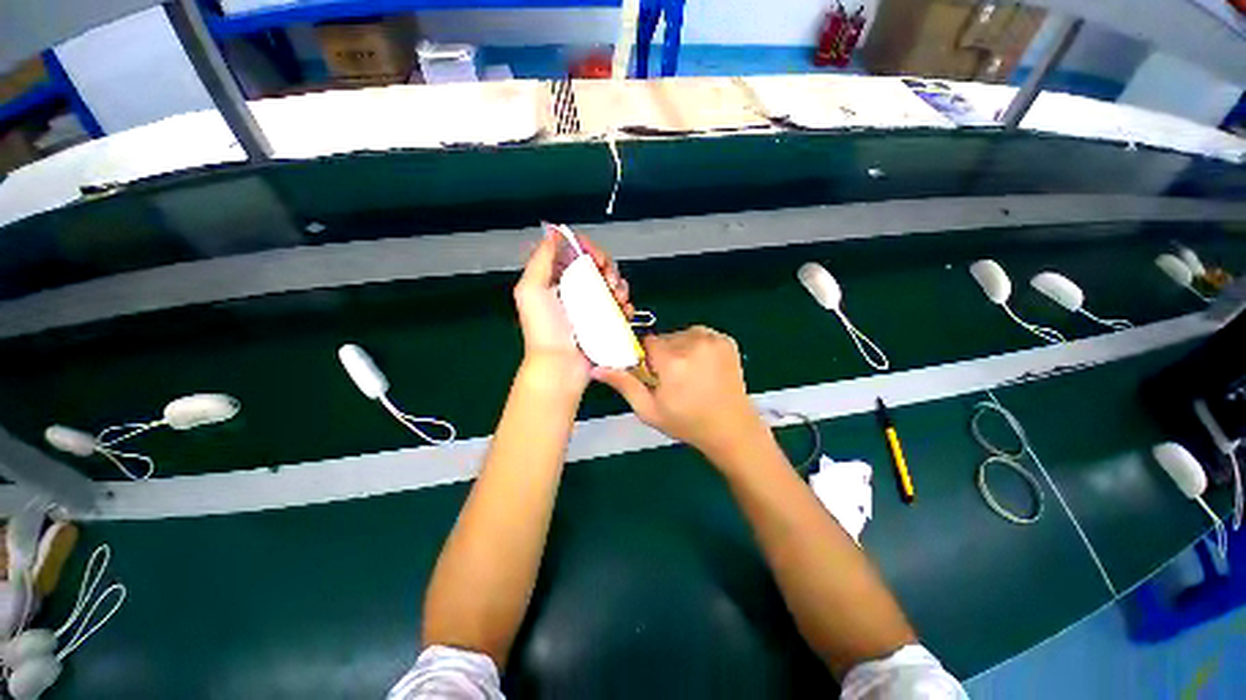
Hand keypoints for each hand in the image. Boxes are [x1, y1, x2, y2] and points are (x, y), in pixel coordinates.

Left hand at [513, 229, 632, 390]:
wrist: (560, 365)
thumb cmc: (544, 329)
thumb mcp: (531, 290)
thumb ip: (541, 260)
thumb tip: (555, 233)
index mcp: (556, 279)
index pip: (576, 253)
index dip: (589, 250)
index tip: (596, 258)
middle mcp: (575, 290)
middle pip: (598, 267)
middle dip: (608, 268)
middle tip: (609, 280)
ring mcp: (592, 307)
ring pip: (613, 284)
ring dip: (620, 286)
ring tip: (618, 299)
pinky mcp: (606, 322)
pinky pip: (621, 306)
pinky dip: (626, 305)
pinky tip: (625, 311)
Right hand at [593, 326, 766, 460]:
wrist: (731, 429)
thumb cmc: (687, 423)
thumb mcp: (649, 410)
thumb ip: (624, 385)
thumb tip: (596, 368)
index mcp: (672, 360)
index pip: (647, 342)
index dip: (647, 358)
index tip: (654, 374)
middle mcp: (693, 342)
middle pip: (665, 338)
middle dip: (663, 354)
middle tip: (673, 379)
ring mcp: (713, 339)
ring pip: (682, 334)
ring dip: (680, 349)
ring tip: (690, 373)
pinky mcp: (727, 340)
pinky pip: (701, 335)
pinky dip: (698, 346)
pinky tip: (704, 367)